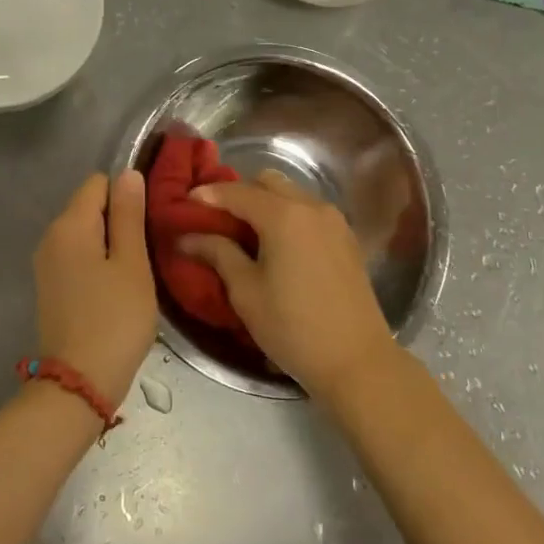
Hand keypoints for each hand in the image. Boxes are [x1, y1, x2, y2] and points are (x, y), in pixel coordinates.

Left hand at [32, 170, 156, 406]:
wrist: (78, 384)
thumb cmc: (114, 319)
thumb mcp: (132, 263)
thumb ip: (129, 215)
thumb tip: (128, 173)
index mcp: (69, 224)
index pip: (99, 182)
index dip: (127, 195)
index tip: (149, 222)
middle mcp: (51, 236)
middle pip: (90, 206)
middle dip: (120, 219)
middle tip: (149, 249)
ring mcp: (47, 263)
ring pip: (86, 233)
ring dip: (112, 243)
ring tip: (137, 270)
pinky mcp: (51, 286)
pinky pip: (78, 256)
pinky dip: (98, 262)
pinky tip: (117, 288)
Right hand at [178, 171, 398, 398]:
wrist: (357, 361)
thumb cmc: (293, 327)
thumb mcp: (246, 292)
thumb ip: (218, 254)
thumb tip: (188, 237)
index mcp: (283, 215)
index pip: (237, 192)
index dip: (209, 195)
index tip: (185, 202)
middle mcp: (311, 206)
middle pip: (267, 182)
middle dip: (240, 193)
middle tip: (218, 218)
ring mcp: (334, 220)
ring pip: (291, 193)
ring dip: (266, 203)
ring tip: (246, 233)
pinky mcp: (346, 237)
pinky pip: (309, 211)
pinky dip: (288, 215)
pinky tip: (278, 245)